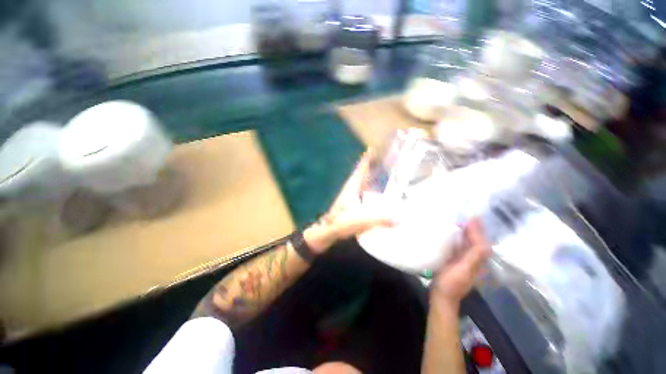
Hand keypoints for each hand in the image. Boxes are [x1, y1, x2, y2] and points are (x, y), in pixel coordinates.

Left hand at [304, 150, 393, 253]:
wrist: (328, 232)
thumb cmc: (339, 223)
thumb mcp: (359, 221)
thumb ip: (378, 220)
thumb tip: (400, 218)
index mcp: (353, 186)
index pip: (361, 167)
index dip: (369, 157)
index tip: (379, 147)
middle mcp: (353, 188)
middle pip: (366, 172)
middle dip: (377, 165)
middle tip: (393, 159)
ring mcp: (354, 195)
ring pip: (367, 182)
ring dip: (377, 176)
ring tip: (393, 173)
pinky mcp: (356, 204)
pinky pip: (368, 192)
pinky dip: (376, 189)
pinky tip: (385, 194)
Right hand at [431, 219, 490, 309]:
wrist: (441, 296)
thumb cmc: (450, 284)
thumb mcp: (462, 272)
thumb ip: (473, 259)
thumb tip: (483, 243)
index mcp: (476, 262)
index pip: (481, 244)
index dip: (478, 231)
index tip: (472, 218)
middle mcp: (473, 261)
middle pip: (477, 242)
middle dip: (475, 229)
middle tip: (469, 216)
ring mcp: (464, 261)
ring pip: (470, 244)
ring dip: (468, 232)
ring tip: (463, 221)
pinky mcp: (455, 261)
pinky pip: (461, 247)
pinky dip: (460, 238)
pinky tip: (454, 233)